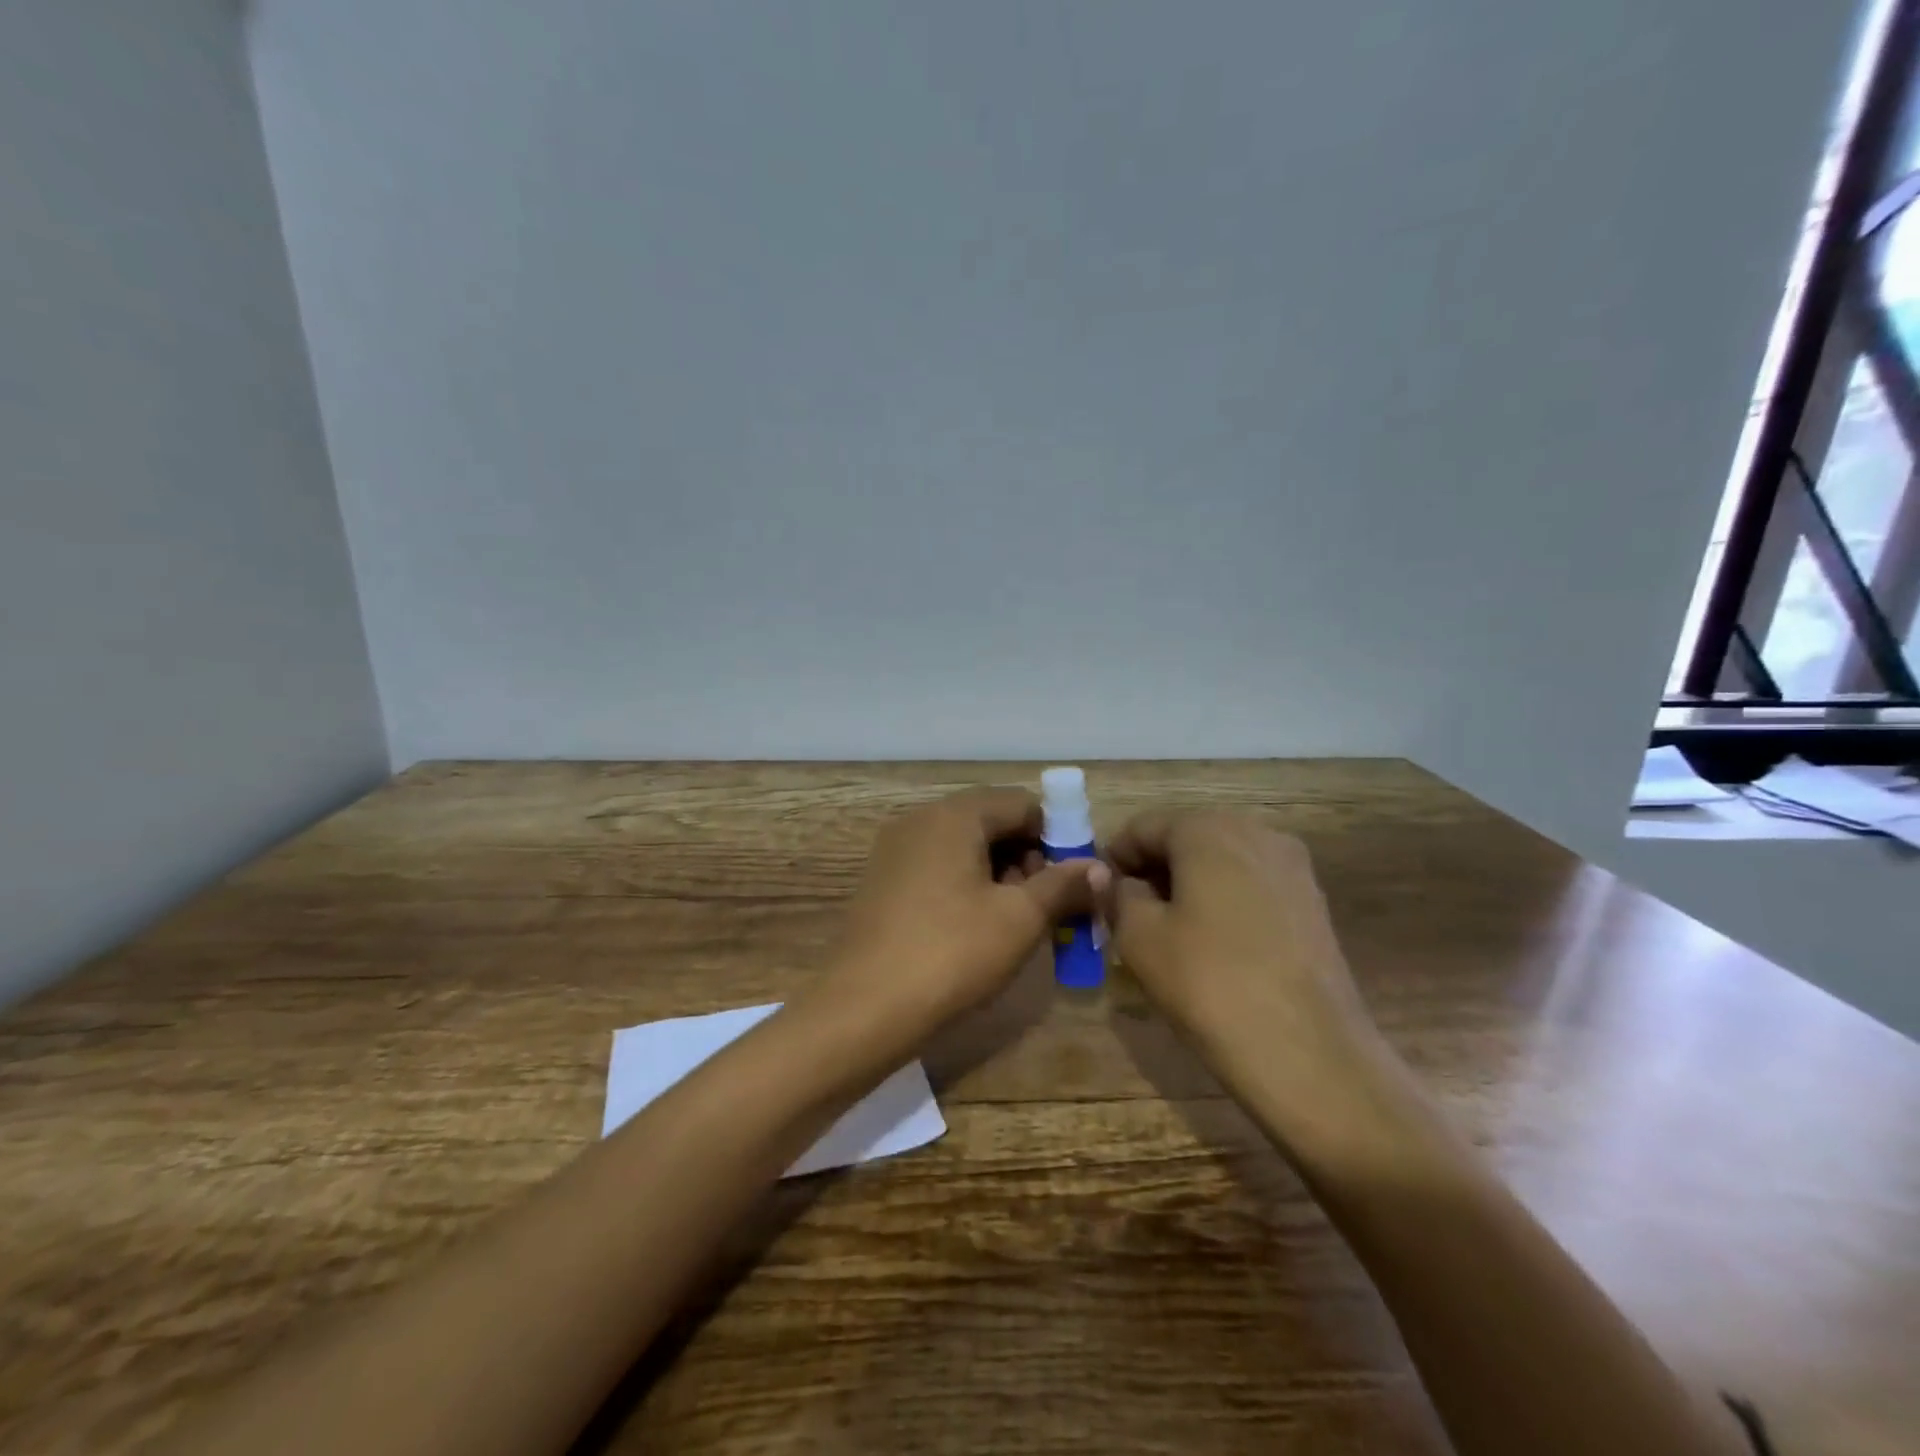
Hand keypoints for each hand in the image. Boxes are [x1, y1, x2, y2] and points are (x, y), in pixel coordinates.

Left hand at [822, 788, 1107, 1031]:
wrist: (864, 1008)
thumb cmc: (952, 953)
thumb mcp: (1019, 919)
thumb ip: (1063, 885)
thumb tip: (1100, 868)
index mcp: (954, 815)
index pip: (1021, 803)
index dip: (1056, 836)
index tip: (1071, 880)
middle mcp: (920, 820)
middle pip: (990, 821)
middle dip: (1027, 857)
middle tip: (1046, 905)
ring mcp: (895, 851)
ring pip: (963, 846)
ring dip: (998, 874)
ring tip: (1015, 922)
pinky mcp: (882, 882)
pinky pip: (937, 868)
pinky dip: (966, 886)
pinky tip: (975, 928)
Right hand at [1104, 811, 1386, 1097]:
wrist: (1309, 1053)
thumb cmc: (1209, 984)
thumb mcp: (1140, 939)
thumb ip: (1116, 895)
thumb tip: (1110, 877)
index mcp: (1207, 829)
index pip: (1142, 828)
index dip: (1114, 860)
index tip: (1100, 899)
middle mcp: (1255, 831)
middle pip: (1186, 838)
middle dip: (1154, 871)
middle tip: (1130, 917)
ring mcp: (1292, 865)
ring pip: (1221, 862)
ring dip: (1189, 886)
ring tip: (1171, 934)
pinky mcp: (1313, 901)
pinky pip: (1252, 886)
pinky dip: (1225, 902)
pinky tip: (1216, 946)